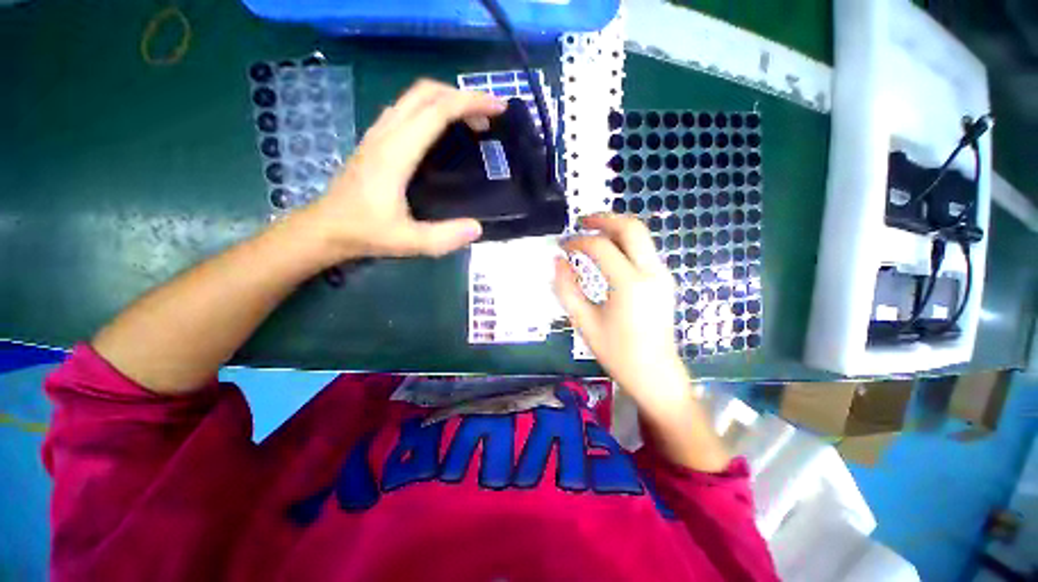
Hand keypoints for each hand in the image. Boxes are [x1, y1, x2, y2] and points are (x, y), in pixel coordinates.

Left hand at [299, 79, 506, 260]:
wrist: (325, 228)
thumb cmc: (365, 232)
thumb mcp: (408, 242)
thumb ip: (444, 237)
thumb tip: (477, 228)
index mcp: (396, 153)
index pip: (436, 111)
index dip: (470, 103)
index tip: (498, 107)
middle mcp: (386, 134)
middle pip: (425, 93)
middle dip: (462, 95)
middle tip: (488, 114)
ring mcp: (378, 134)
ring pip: (414, 97)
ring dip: (446, 100)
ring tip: (472, 121)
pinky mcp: (376, 140)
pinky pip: (407, 110)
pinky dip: (432, 109)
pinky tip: (443, 131)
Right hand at [553, 214, 689, 406]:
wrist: (655, 373)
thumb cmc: (617, 352)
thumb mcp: (584, 322)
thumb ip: (567, 288)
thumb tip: (558, 261)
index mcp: (629, 285)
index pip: (601, 247)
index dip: (578, 241)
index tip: (563, 245)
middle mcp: (651, 272)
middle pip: (630, 227)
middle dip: (604, 218)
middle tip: (581, 221)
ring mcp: (661, 274)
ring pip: (640, 235)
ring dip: (615, 227)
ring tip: (591, 232)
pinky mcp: (663, 279)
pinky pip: (644, 248)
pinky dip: (624, 241)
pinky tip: (608, 250)